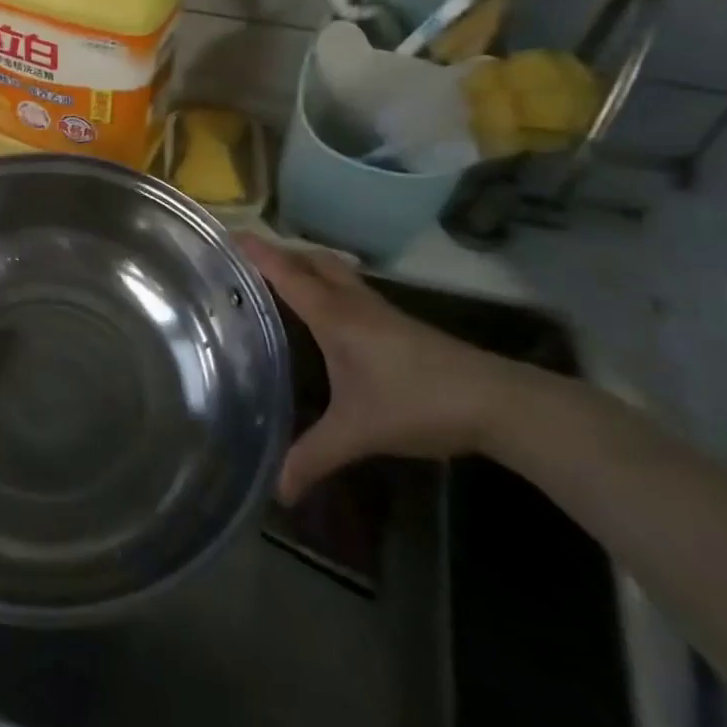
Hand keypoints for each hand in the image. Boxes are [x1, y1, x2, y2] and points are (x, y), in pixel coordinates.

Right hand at [236, 235, 520, 503]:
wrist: (500, 403)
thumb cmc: (418, 404)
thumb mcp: (357, 433)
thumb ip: (313, 457)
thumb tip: (278, 491)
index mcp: (334, 316)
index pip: (286, 274)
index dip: (257, 253)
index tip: (227, 235)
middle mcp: (353, 303)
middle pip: (311, 260)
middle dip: (280, 253)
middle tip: (246, 260)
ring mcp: (380, 311)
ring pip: (335, 272)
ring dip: (307, 266)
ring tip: (279, 279)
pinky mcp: (399, 324)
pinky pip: (352, 290)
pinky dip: (329, 286)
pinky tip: (326, 313)